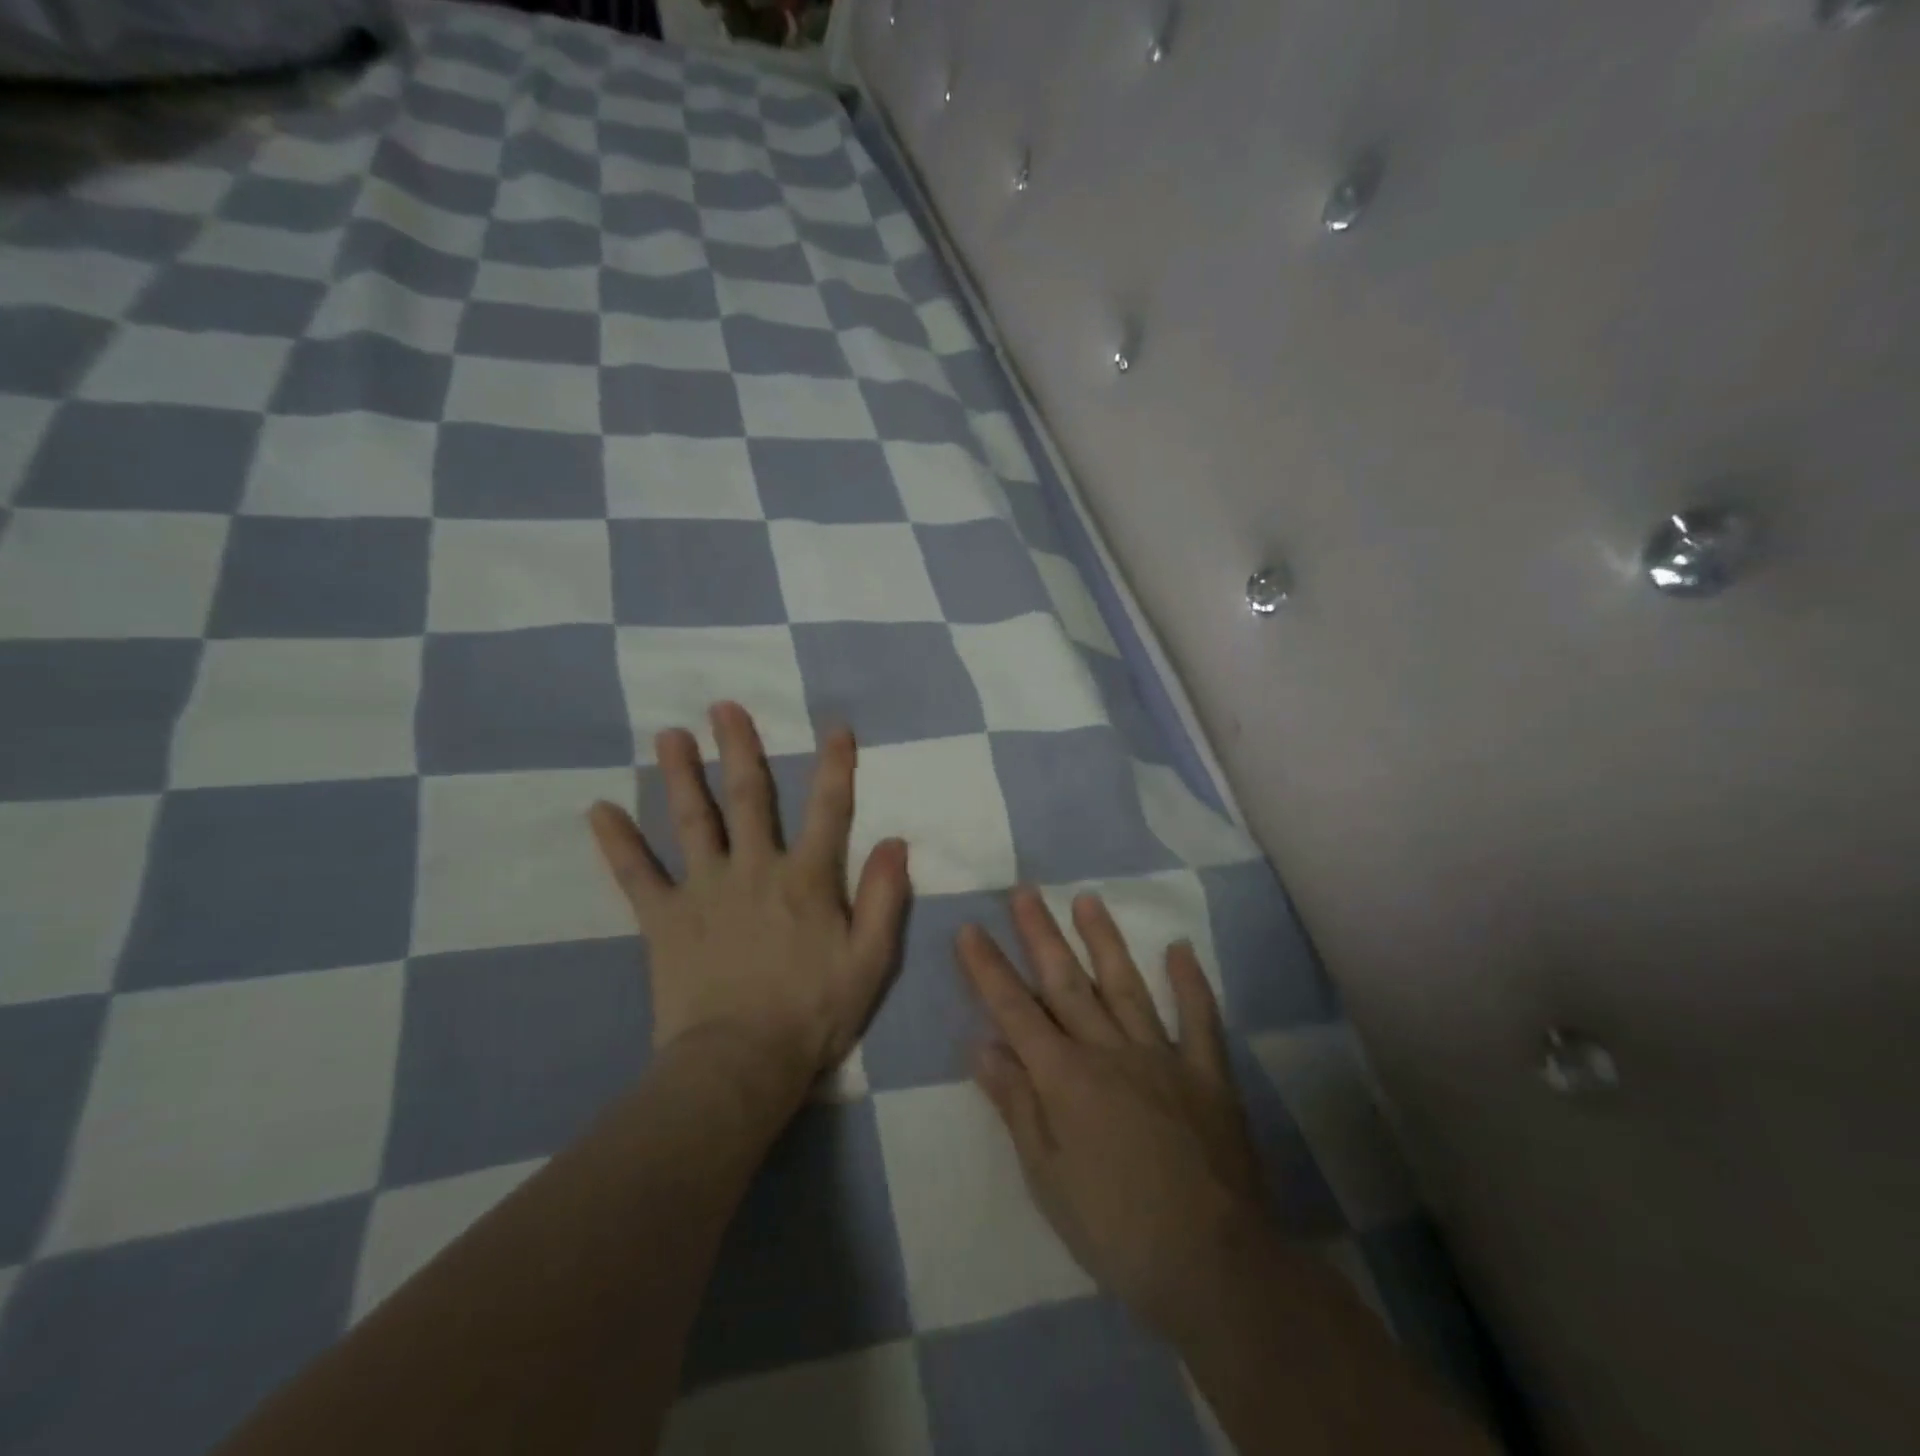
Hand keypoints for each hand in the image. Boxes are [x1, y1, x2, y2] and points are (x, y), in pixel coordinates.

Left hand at [590, 701, 910, 1096]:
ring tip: (669, 735)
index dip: (835, 766)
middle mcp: (754, 869)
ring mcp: (704, 890)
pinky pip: (636, 875)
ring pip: (692, 820)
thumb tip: (895, 841)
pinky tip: (598, 811)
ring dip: (681, 775)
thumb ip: (883, 899)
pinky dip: (617, 843)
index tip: (835, 727)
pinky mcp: (664, 919)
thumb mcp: (870, 962)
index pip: (827, 809)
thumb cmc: (812, 1014)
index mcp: (806, 878)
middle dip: (739, 749)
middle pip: (747, 797)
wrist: (739, 1065)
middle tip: (723, 707)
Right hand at [958, 887, 1270, 1337]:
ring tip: (1087, 900)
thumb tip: (982, 1046)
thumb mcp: (1047, 1177)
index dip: (988, 969)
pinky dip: (1190, 983)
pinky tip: (1180, 949)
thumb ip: (1016, 1105)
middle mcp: (1108, 1051)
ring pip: (1126, 986)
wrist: (1212, 1264)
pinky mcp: (1206, 1073)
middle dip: (1040, 935)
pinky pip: (1198, 1019)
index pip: (1014, 1011)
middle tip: (1024, 891)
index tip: (968, 929)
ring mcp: (1161, 1056)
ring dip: (1104, 941)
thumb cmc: (1115, 1228)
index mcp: (1065, 1078)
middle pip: (1066, 983)